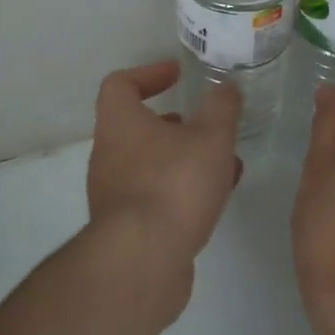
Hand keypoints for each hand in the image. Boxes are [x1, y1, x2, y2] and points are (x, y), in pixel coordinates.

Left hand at [86, 61, 242, 266]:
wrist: (143, 260)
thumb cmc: (174, 184)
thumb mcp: (211, 137)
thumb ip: (221, 108)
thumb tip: (224, 87)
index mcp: (120, 123)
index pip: (120, 84)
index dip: (149, 74)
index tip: (178, 75)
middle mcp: (109, 154)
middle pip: (137, 127)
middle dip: (177, 124)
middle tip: (208, 126)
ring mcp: (114, 193)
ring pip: (152, 163)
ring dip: (186, 159)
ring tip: (225, 164)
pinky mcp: (127, 227)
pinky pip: (156, 195)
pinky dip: (183, 189)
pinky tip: (216, 198)